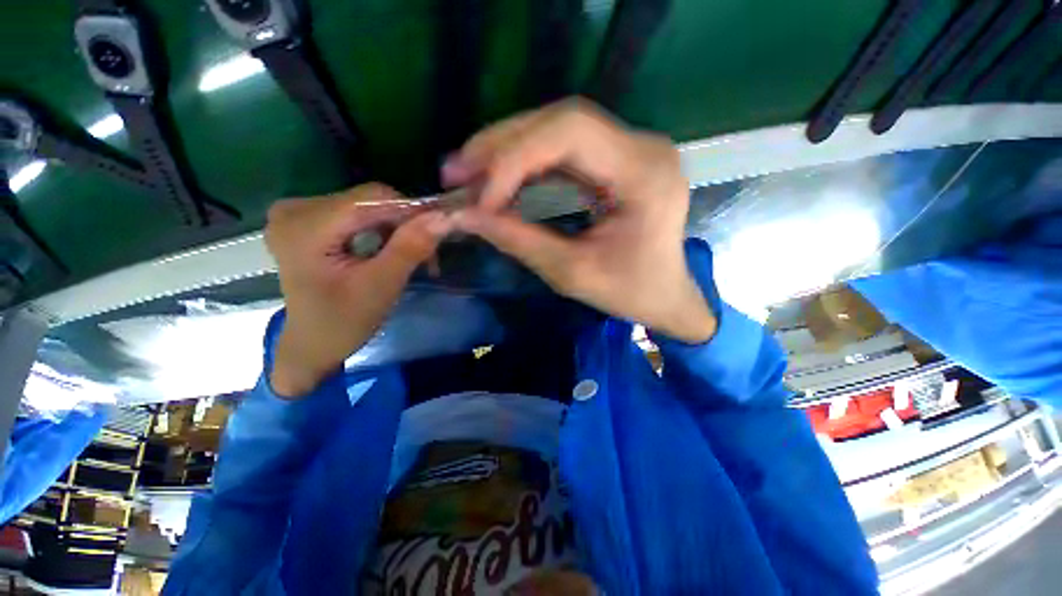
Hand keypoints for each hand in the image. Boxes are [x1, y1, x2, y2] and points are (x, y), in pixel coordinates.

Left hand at [264, 183, 451, 396]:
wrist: (313, 344)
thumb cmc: (344, 322)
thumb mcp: (381, 286)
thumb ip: (410, 248)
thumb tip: (441, 217)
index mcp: (304, 226)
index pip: (371, 198)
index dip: (411, 211)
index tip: (438, 233)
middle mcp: (295, 209)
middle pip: (368, 202)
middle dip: (405, 226)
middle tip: (428, 257)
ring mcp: (298, 214)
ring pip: (366, 208)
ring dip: (396, 231)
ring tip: (413, 259)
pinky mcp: (306, 222)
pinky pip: (356, 216)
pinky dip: (381, 232)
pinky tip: (389, 253)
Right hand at [444, 98, 716, 342]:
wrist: (665, 296)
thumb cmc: (630, 293)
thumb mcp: (573, 274)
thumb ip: (520, 241)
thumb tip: (465, 217)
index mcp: (643, 174)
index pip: (570, 134)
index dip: (514, 158)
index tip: (479, 198)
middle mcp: (642, 146)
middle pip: (561, 121)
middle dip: (502, 145)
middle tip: (456, 171)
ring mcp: (631, 149)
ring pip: (558, 130)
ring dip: (508, 150)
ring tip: (468, 172)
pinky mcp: (617, 160)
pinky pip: (563, 149)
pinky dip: (526, 163)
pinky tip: (499, 178)